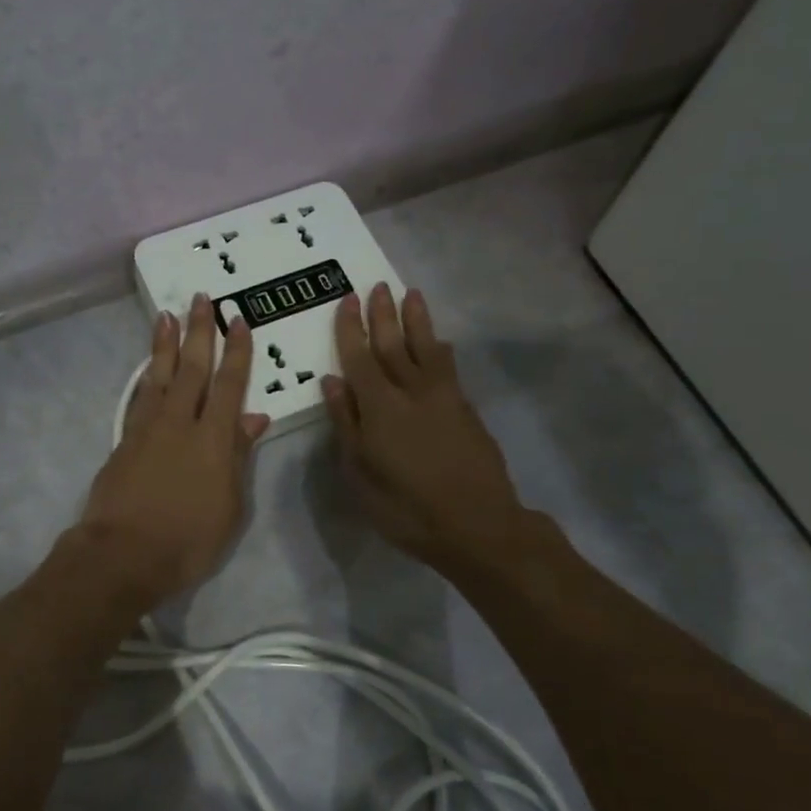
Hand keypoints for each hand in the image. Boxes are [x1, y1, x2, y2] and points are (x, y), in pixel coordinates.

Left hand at [76, 294, 269, 608]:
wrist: (122, 555)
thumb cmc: (188, 540)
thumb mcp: (230, 506)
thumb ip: (240, 457)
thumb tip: (254, 417)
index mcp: (213, 438)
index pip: (229, 384)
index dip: (236, 351)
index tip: (238, 320)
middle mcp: (179, 423)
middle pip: (191, 369)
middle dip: (198, 331)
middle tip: (200, 298)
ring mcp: (147, 430)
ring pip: (159, 376)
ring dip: (165, 345)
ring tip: (166, 315)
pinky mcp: (123, 442)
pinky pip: (139, 398)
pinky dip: (146, 379)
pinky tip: (148, 369)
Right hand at [323, 284, 541, 578]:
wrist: (477, 525)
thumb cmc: (406, 508)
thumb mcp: (359, 474)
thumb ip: (346, 424)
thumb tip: (333, 382)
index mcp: (380, 407)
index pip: (360, 357)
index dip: (352, 328)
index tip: (347, 299)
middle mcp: (412, 392)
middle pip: (394, 344)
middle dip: (383, 314)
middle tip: (376, 285)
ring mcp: (444, 398)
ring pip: (427, 348)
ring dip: (417, 320)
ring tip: (411, 295)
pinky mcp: (466, 409)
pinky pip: (449, 367)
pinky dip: (440, 349)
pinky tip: (439, 342)